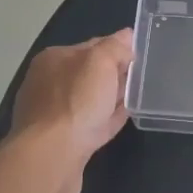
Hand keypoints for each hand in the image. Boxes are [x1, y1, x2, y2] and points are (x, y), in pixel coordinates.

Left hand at [10, 28, 134, 192]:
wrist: (52, 157)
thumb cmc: (75, 102)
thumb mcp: (100, 62)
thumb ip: (114, 47)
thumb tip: (126, 36)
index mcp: (53, 60)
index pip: (91, 46)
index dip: (116, 48)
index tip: (140, 54)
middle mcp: (49, 84)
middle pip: (90, 74)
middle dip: (114, 73)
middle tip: (143, 75)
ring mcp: (54, 115)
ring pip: (91, 100)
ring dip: (111, 97)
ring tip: (137, 95)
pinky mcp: (63, 141)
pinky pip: (92, 123)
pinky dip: (107, 118)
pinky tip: (123, 117)